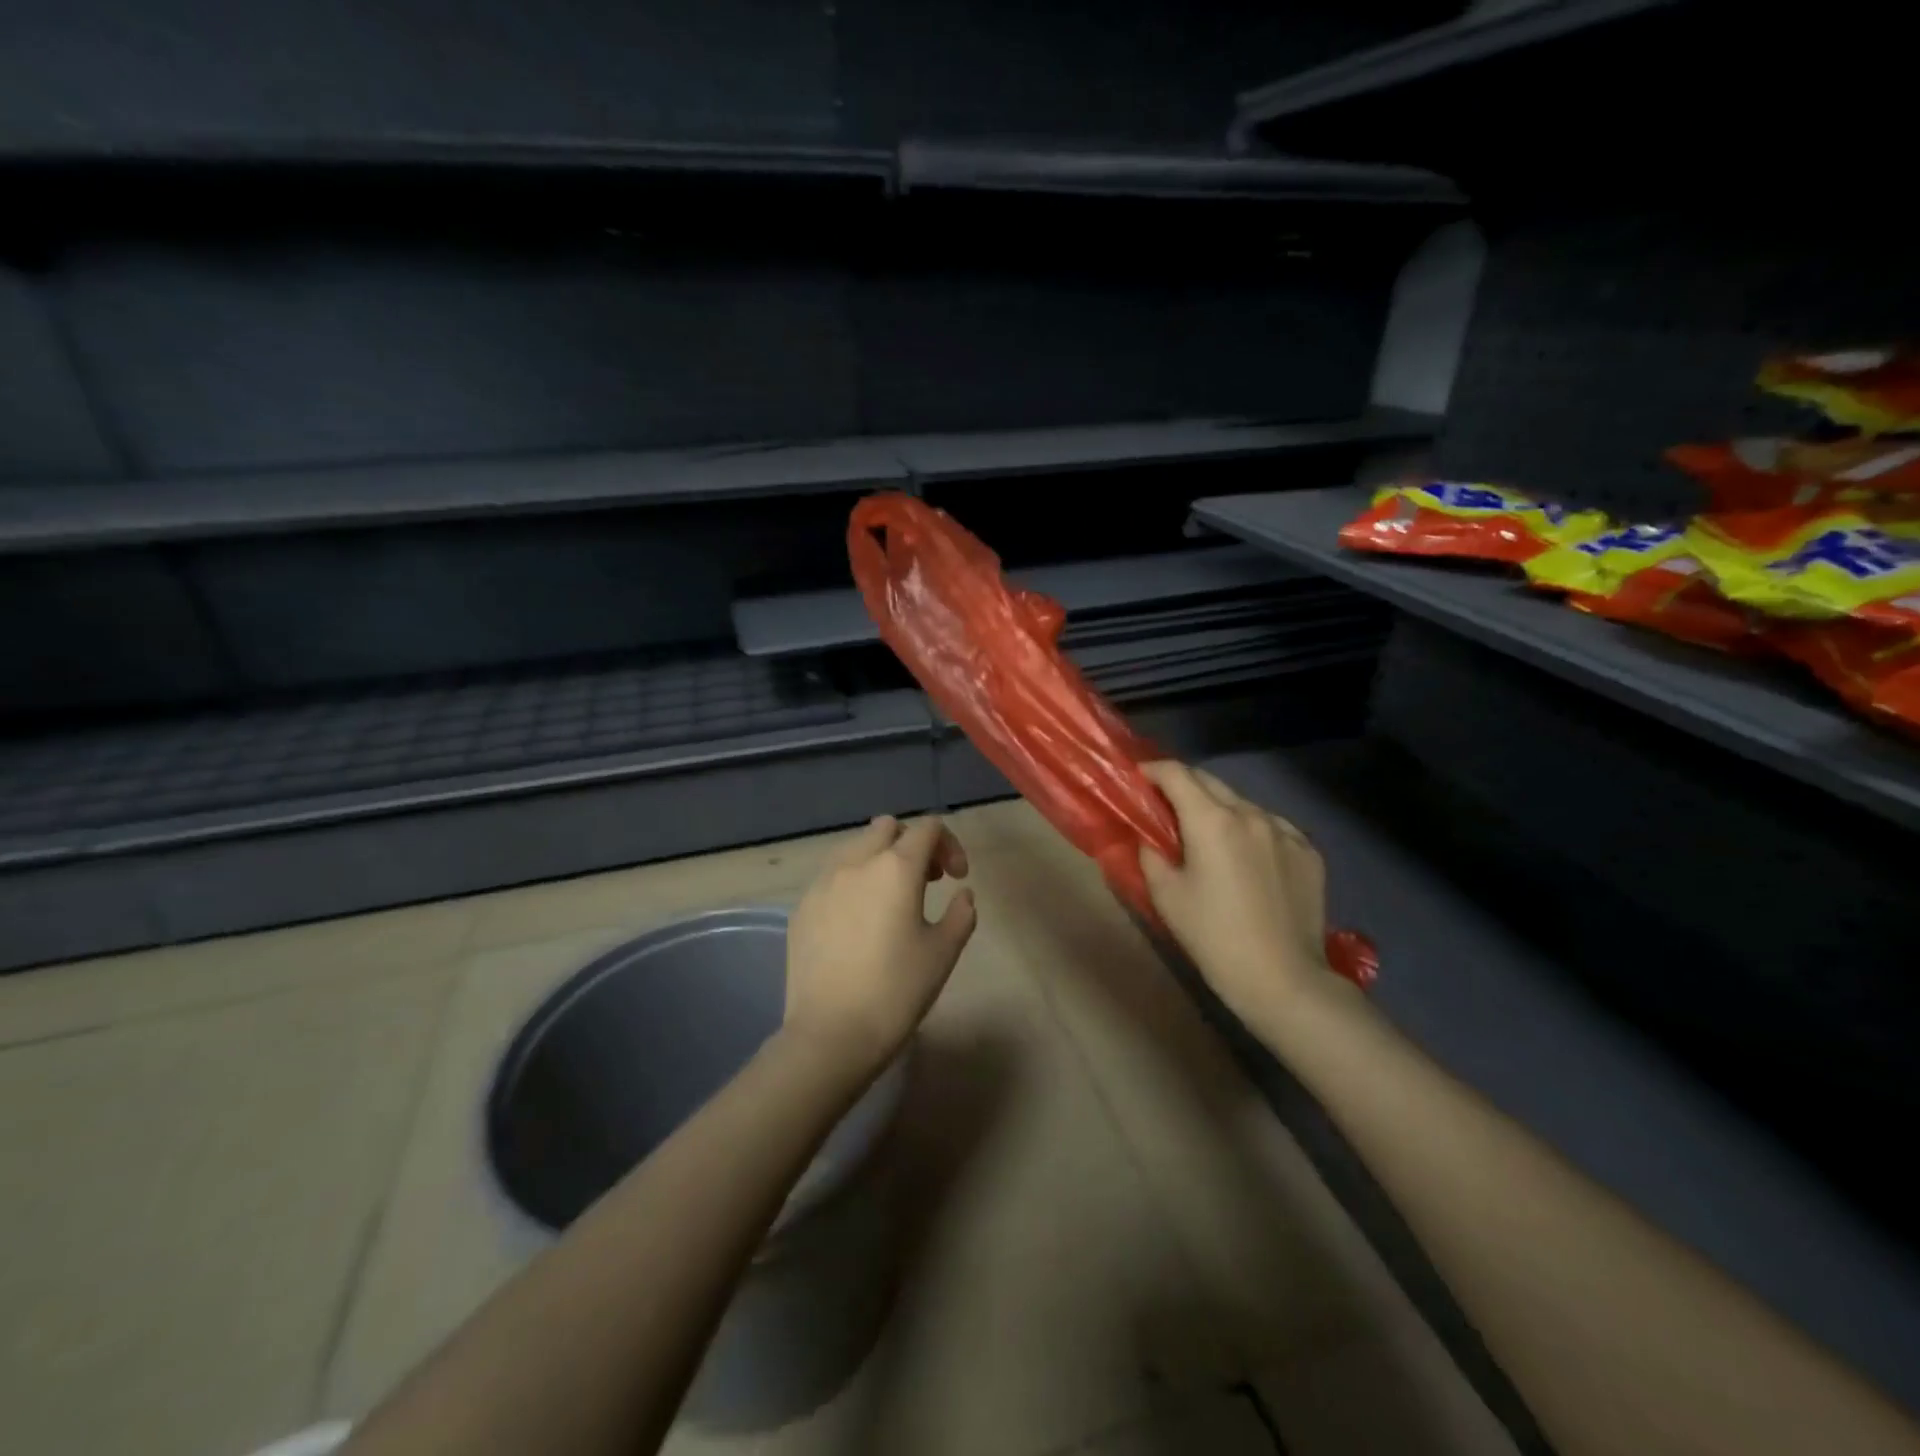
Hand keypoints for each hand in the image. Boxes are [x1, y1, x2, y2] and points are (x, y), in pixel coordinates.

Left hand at [782, 815, 977, 1077]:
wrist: (830, 1034)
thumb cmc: (896, 990)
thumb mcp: (943, 953)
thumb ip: (961, 914)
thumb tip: (962, 894)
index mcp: (896, 867)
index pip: (928, 828)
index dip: (950, 845)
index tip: (957, 879)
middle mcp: (856, 862)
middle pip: (887, 828)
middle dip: (912, 843)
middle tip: (926, 881)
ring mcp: (823, 882)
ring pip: (855, 846)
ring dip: (879, 858)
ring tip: (891, 898)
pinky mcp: (802, 906)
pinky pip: (832, 875)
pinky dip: (853, 881)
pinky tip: (859, 921)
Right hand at [1138, 761, 1336, 1031]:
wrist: (1283, 980)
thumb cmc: (1214, 938)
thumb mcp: (1167, 897)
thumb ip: (1151, 854)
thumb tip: (1148, 837)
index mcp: (1212, 821)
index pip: (1176, 774)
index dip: (1153, 770)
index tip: (1138, 778)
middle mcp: (1251, 814)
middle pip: (1210, 781)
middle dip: (1183, 786)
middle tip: (1165, 805)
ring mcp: (1285, 831)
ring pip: (1242, 804)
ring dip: (1218, 809)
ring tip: (1208, 836)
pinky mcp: (1309, 851)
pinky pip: (1271, 827)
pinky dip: (1250, 831)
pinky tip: (1246, 858)